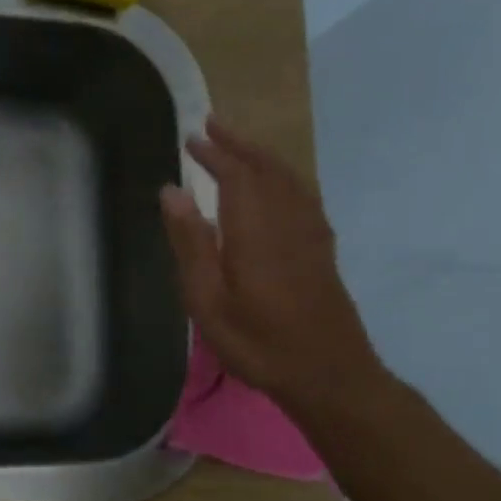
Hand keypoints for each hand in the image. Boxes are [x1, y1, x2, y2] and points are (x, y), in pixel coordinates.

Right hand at [160, 120, 386, 420]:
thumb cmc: (257, 342)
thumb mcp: (208, 299)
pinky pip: (303, 196)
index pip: (237, 175)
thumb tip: (172, 191)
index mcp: (256, 231)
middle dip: (239, 145)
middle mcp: (288, 222)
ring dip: (262, 157)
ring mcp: (310, 235)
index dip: (215, 153)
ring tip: (238, 146)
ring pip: (289, 180)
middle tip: (212, 126)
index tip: (192, 136)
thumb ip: (191, 242)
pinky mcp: (321, 250)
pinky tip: (276, 186)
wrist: (327, 374)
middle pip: (267, 169)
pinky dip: (284, 178)